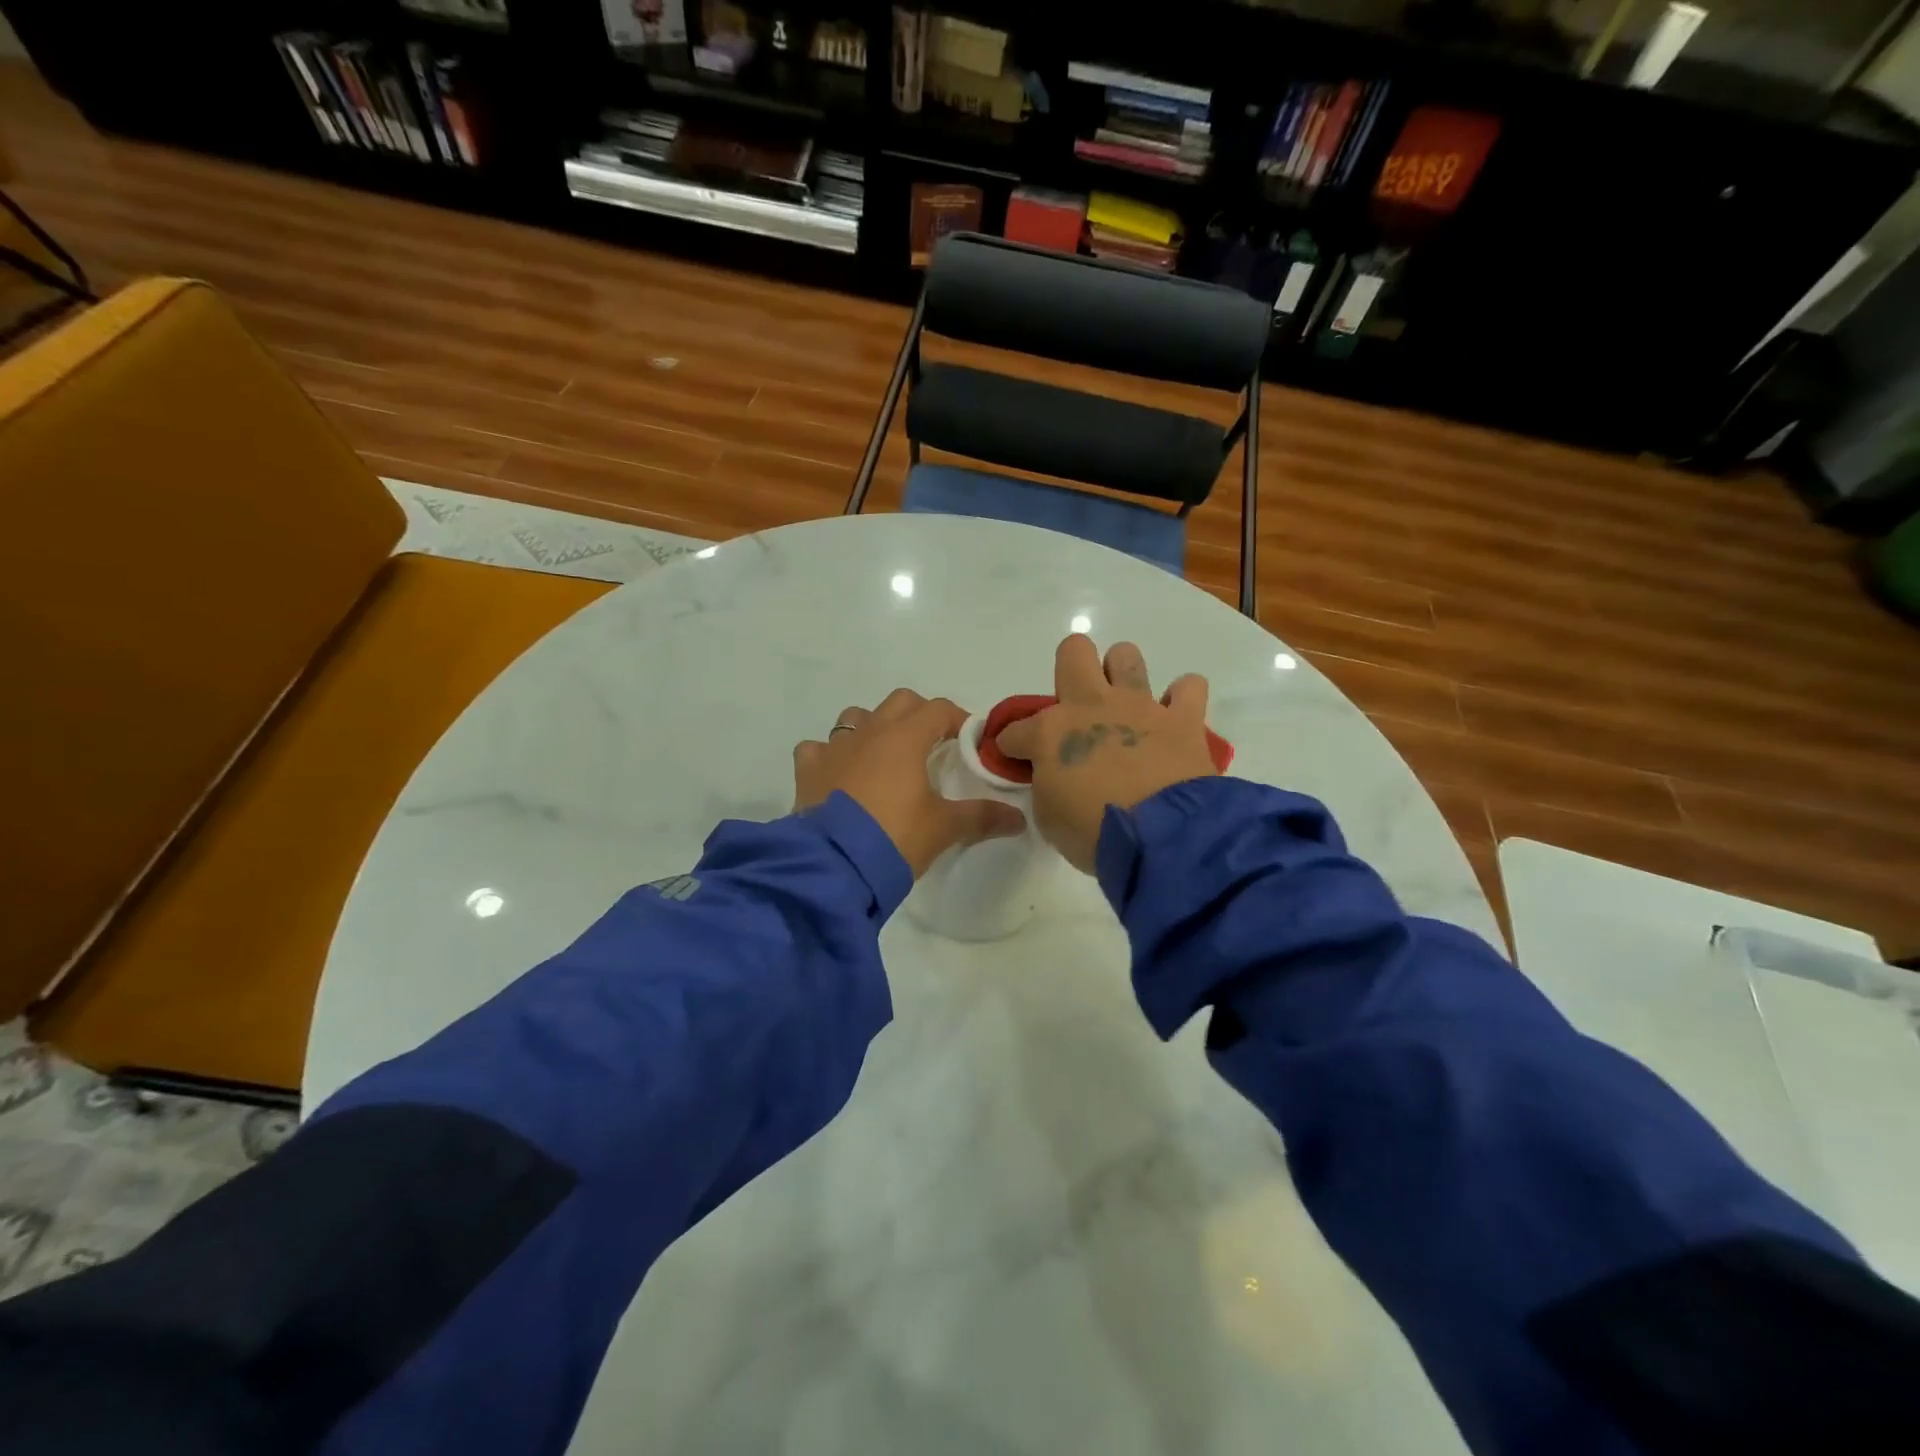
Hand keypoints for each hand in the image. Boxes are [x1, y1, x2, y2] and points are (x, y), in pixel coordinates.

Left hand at [794, 689, 1026, 877]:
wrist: (834, 865)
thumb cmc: (895, 837)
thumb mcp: (944, 828)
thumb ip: (982, 817)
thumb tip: (1019, 819)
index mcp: (905, 737)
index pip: (939, 710)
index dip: (959, 720)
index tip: (970, 741)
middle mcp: (868, 732)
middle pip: (900, 702)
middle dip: (919, 716)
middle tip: (932, 745)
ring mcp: (833, 748)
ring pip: (855, 717)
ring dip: (873, 727)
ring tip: (884, 756)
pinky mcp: (807, 770)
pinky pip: (817, 749)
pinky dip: (830, 755)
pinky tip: (839, 775)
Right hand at [994, 636, 1217, 872]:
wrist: (1161, 838)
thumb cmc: (1094, 833)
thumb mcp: (1049, 818)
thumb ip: (1046, 787)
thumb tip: (1052, 777)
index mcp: (1050, 732)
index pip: (1014, 730)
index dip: (1011, 745)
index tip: (1018, 761)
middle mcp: (1092, 705)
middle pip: (1073, 652)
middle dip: (1069, 670)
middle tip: (1077, 707)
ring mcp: (1139, 706)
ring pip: (1126, 655)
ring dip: (1122, 675)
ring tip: (1125, 706)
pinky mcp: (1183, 719)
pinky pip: (1189, 687)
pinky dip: (1182, 699)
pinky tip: (1175, 718)